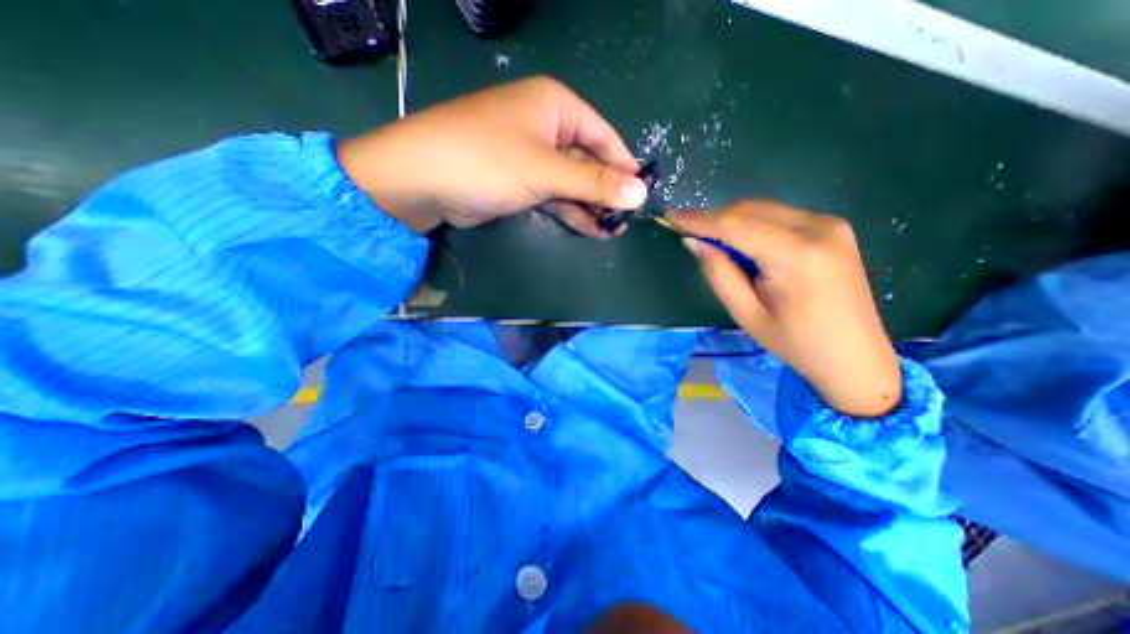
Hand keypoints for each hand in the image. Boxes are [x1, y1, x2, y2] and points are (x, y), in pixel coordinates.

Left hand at [333, 78, 643, 235]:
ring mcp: (531, 156)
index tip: (641, 196)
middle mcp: (545, 126)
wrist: (422, 180)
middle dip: (606, 192)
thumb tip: (640, 194)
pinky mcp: (519, 181)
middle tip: (624, 221)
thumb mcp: (546, 171)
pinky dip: (570, 211)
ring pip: (571, 182)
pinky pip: (553, 195)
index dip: (624, 167)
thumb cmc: (488, 161)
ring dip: (590, 206)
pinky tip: (589, 229)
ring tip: (612, 231)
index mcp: (555, 107)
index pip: (604, 136)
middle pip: (588, 161)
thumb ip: (594, 183)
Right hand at [668, 200, 902, 414]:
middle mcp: (817, 228)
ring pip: (763, 208)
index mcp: (796, 256)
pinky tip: (742, 243)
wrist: (854, 356)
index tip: (670, 215)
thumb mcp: (745, 313)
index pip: (735, 225)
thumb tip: (693, 241)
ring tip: (711, 241)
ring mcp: (830, 224)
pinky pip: (779, 215)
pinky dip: (753, 223)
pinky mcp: (833, 227)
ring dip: (732, 220)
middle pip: (749, 210)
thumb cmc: (794, 342)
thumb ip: (718, 272)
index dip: (699, 219)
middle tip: (688, 233)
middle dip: (714, 218)